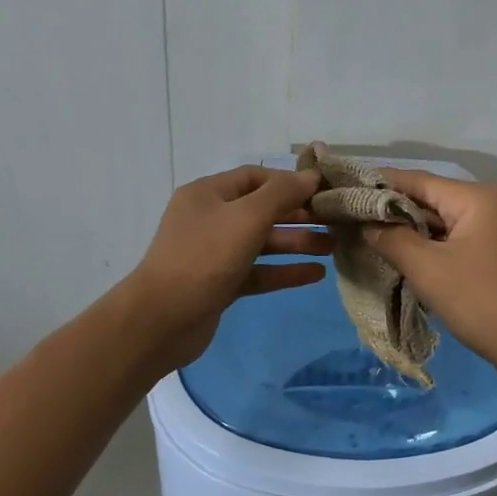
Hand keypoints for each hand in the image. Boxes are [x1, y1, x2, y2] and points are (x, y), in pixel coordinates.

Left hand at [123, 165, 332, 371]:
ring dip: (296, 244)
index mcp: (208, 194)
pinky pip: (258, 271)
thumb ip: (281, 195)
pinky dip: (284, 271)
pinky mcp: (221, 284)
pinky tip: (315, 275)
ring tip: (332, 248)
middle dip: (298, 215)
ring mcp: (214, 254)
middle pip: (261, 210)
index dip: (289, 182)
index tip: (323, 191)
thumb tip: (311, 175)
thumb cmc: (204, 258)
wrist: (161, 320)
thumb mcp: (246, 218)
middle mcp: (210, 219)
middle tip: (334, 222)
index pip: (255, 177)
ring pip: (262, 242)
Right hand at [363, 170, 496, 388]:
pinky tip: (407, 262)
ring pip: (445, 224)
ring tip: (371, 242)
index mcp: (478, 197)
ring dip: (412, 234)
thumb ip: (391, 239)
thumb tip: (364, 223)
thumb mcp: (428, 270)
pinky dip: (434, 249)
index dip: (378, 185)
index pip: (417, 180)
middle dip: (393, 213)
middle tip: (352, 222)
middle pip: (432, 200)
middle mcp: (493, 204)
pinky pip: (459, 242)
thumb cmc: (483, 302)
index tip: (343, 192)